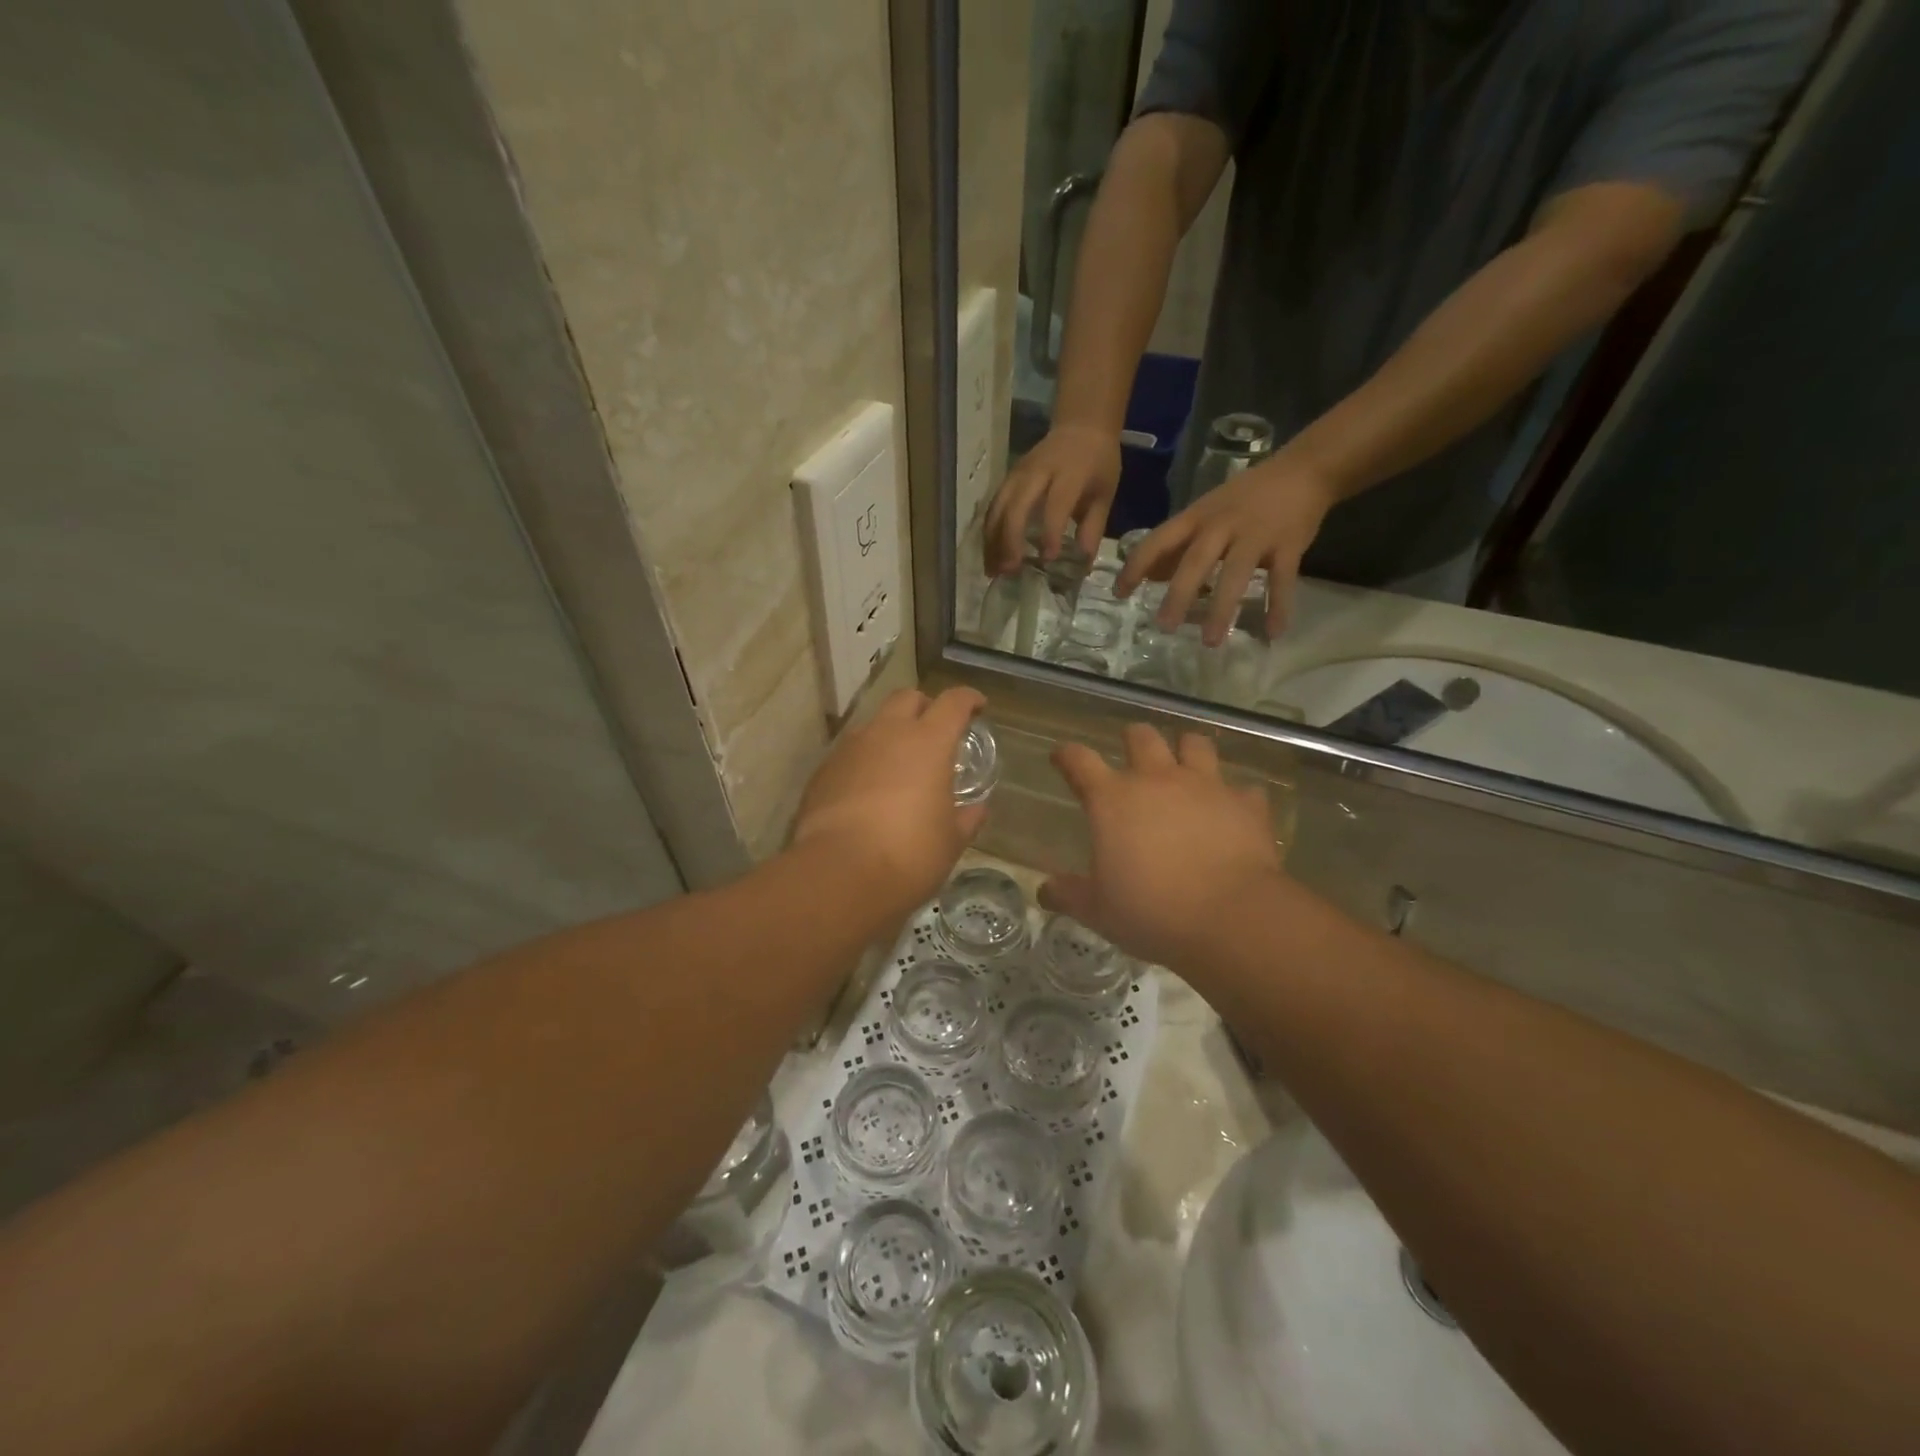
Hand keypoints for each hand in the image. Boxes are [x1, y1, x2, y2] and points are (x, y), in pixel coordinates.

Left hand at [792, 687, 988, 918]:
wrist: (838, 874)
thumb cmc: (909, 855)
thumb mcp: (950, 842)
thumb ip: (967, 818)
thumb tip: (977, 809)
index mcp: (928, 743)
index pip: (953, 702)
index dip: (968, 699)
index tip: (977, 707)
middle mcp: (887, 734)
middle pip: (907, 698)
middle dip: (925, 707)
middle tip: (935, 732)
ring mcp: (850, 749)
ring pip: (874, 724)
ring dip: (890, 735)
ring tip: (899, 766)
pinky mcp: (823, 771)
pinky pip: (850, 754)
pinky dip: (865, 762)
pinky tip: (868, 791)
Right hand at [983, 423, 1122, 575]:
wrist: (1081, 426)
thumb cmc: (1097, 464)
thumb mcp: (1104, 494)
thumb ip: (1092, 528)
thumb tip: (1081, 565)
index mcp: (1069, 473)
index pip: (1056, 503)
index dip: (1051, 532)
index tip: (1048, 559)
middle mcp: (1038, 472)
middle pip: (1015, 506)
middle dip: (1010, 540)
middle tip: (1009, 570)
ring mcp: (1018, 474)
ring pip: (997, 508)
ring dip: (993, 541)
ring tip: (993, 570)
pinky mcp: (1007, 479)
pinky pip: (993, 507)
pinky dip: (989, 533)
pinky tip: (991, 555)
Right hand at [1041, 724, 1282, 969]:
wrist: (1230, 918)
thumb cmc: (1151, 911)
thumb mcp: (1098, 911)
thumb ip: (1069, 895)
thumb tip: (1044, 890)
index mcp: (1113, 799)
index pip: (1079, 760)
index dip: (1067, 755)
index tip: (1061, 756)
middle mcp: (1157, 780)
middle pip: (1141, 736)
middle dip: (1132, 738)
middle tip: (1130, 751)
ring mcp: (1205, 786)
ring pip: (1194, 744)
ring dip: (1186, 749)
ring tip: (1184, 763)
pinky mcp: (1245, 804)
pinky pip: (1242, 788)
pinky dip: (1235, 795)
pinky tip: (1233, 809)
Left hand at [1113, 452, 1340, 643]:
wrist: (1305, 468)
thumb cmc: (1246, 496)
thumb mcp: (1205, 513)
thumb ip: (1179, 544)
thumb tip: (1148, 576)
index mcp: (1196, 517)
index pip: (1157, 541)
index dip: (1136, 567)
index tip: (1118, 594)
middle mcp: (1221, 526)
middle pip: (1195, 562)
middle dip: (1178, 595)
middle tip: (1164, 627)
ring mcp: (1256, 535)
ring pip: (1235, 575)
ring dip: (1221, 609)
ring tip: (1210, 642)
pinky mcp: (1288, 544)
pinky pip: (1281, 580)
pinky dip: (1277, 607)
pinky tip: (1272, 634)